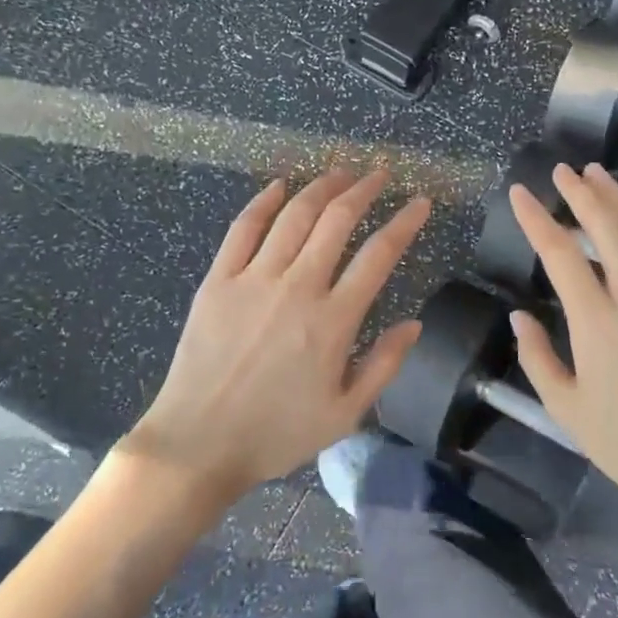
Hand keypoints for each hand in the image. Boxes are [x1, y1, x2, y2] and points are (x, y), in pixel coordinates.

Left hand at [127, 169, 430, 501]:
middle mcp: (297, 287)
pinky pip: (243, 228)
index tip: (420, 202)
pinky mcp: (218, 280)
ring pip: (294, 216)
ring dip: (321, 187)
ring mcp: (254, 279)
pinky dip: (264, 201)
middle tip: (379, 174)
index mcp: (333, 321)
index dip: (404, 222)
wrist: (198, 445)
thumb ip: (383, 365)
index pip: (379, 255)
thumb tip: (414, 324)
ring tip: (340, 173)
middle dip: (364, 190)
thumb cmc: (276, 434)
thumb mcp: (344, 414)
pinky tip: (279, 186)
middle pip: (337, 221)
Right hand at [506, 163, 617, 553]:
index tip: (521, 193)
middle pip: (604, 226)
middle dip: (579, 192)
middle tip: (563, 170)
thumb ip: (538, 358)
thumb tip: (519, 316)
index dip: (535, 217)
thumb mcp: (568, 410)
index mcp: (596, 320)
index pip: (558, 252)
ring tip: (599, 174)